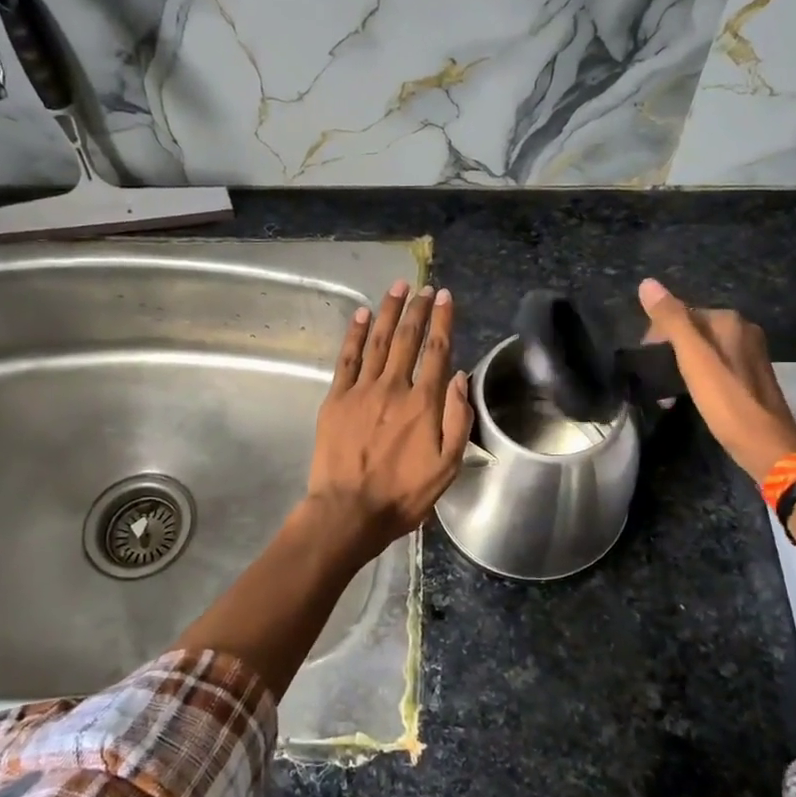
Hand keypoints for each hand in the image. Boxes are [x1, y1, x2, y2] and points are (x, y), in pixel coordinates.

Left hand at [307, 280, 472, 554]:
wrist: (349, 510)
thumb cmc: (403, 494)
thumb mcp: (447, 465)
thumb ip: (457, 418)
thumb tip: (458, 375)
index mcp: (424, 403)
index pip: (437, 350)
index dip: (443, 320)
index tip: (445, 296)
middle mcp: (394, 387)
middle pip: (408, 338)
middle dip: (417, 308)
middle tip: (422, 286)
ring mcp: (362, 390)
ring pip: (379, 341)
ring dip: (389, 311)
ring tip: (397, 287)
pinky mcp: (336, 398)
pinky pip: (347, 358)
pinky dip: (355, 334)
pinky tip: (362, 314)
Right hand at [638, 278, 795, 479]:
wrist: (767, 445)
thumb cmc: (727, 401)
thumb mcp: (693, 358)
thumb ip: (671, 320)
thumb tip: (647, 283)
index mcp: (729, 321)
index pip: (681, 313)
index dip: (657, 334)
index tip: (645, 360)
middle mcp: (743, 331)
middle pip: (692, 331)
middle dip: (668, 350)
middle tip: (654, 378)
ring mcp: (750, 355)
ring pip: (704, 350)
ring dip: (680, 366)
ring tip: (666, 391)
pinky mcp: (751, 378)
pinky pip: (716, 367)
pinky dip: (698, 377)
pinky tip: (689, 396)